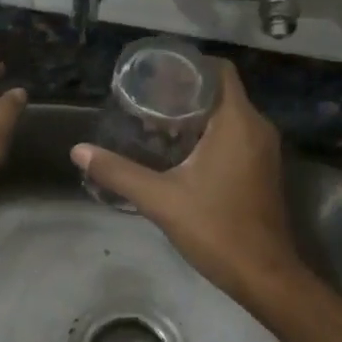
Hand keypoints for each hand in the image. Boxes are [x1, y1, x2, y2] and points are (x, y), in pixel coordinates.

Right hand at [71, 61, 301, 299]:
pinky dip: (208, 134)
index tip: (155, 76)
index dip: (187, 66)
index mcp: (237, 122)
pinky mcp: (262, 168)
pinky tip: (177, 153)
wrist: (264, 275)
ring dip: (194, 116)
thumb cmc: (216, 229)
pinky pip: (235, 135)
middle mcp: (256, 127)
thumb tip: (78, 151)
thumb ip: (119, 172)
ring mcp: (263, 149)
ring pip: (227, 115)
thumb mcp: (161, 199)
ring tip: (153, 127)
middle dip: (182, 93)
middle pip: (219, 91)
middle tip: (143, 103)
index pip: (218, 71)